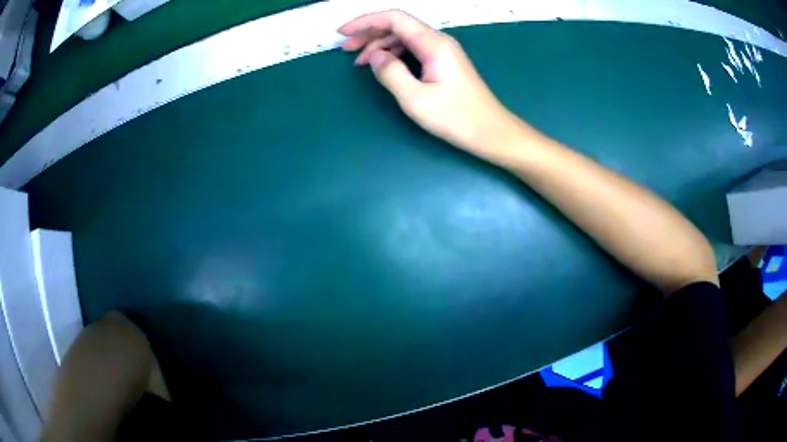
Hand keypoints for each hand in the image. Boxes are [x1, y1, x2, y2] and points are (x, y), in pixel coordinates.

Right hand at [339, 10, 517, 153]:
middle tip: (345, 49)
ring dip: (380, 45)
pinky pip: (414, 49)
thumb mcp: (416, 99)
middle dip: (369, 33)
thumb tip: (375, 57)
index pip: (394, 19)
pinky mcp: (444, 62)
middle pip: (398, 26)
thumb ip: (391, 73)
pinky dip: (394, 54)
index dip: (366, 21)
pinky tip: (383, 66)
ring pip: (405, 38)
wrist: (491, 132)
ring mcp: (443, 51)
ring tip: (359, 61)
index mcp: (433, 44)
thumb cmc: (457, 118)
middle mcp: (439, 41)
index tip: (343, 33)